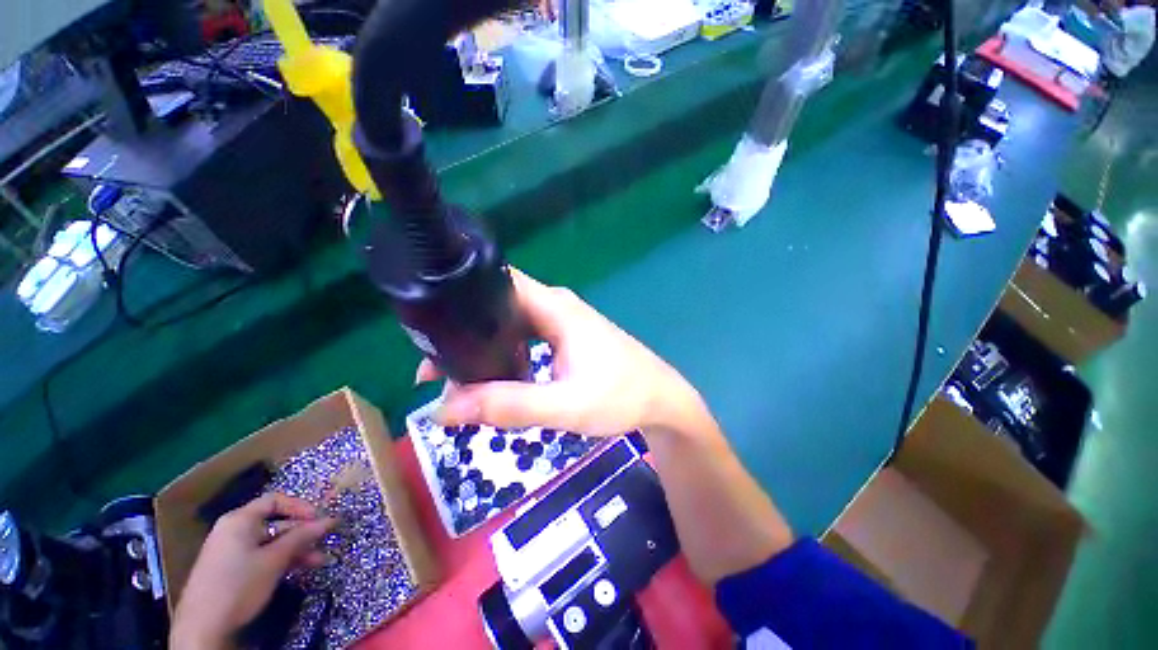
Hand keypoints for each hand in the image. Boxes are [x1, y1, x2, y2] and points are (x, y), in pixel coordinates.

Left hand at [170, 494, 334, 649]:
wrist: (202, 628)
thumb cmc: (239, 584)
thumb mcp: (274, 560)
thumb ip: (302, 537)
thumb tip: (330, 519)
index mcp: (240, 520)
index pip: (275, 500)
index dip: (300, 507)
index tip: (320, 519)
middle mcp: (233, 530)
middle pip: (274, 523)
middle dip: (302, 533)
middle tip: (325, 541)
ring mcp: (230, 551)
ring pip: (270, 543)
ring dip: (295, 550)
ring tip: (319, 561)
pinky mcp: (230, 570)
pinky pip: (260, 556)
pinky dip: (280, 561)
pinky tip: (298, 571)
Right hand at [418, 269, 708, 437]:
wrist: (660, 401)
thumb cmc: (621, 397)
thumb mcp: (565, 406)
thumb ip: (508, 406)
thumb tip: (443, 409)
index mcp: (555, 308)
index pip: (497, 282)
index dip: (461, 298)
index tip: (430, 332)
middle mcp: (555, 306)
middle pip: (498, 306)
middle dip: (464, 334)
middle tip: (435, 370)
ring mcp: (561, 321)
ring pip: (510, 324)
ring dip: (483, 347)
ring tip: (457, 379)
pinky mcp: (565, 337)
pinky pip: (524, 337)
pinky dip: (504, 355)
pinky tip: (495, 378)